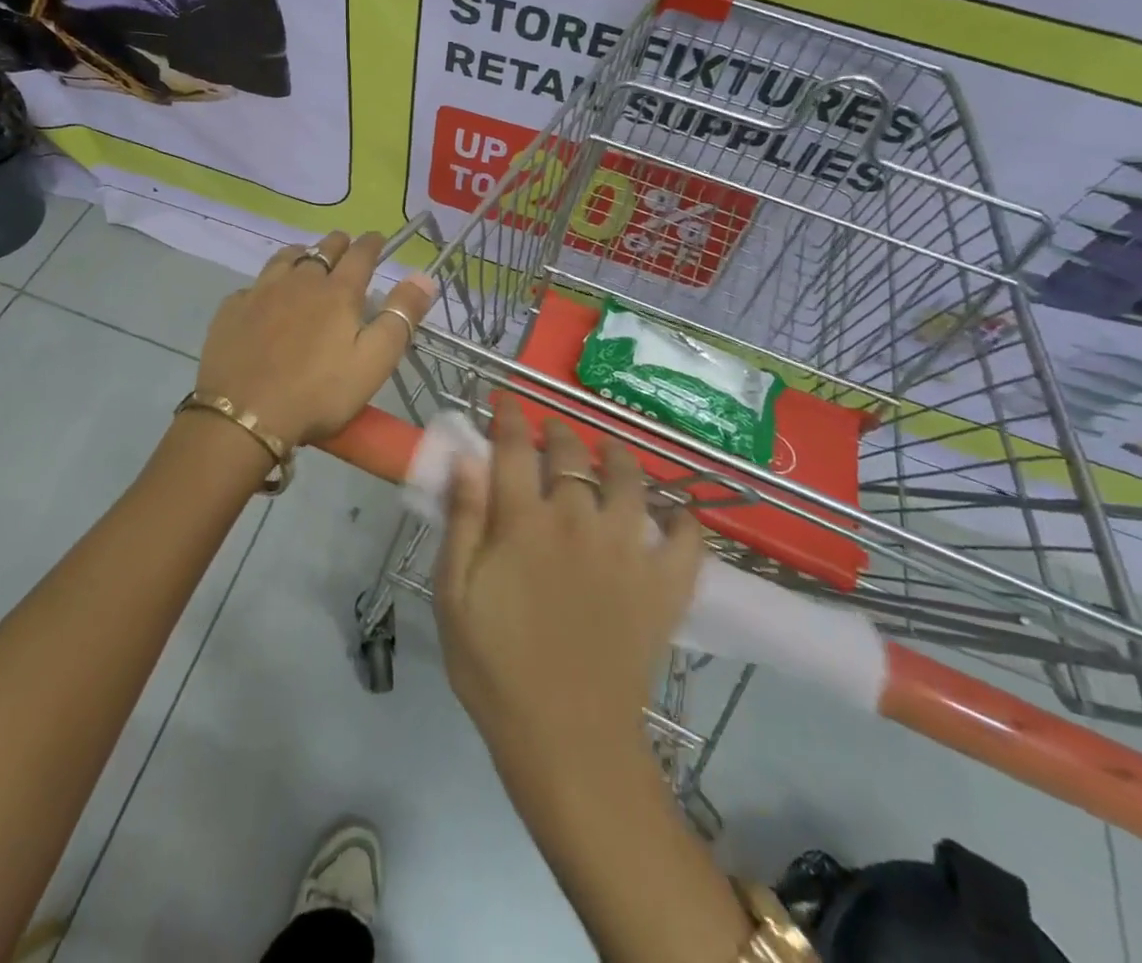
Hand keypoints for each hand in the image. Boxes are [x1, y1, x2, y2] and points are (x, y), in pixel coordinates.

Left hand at [194, 231, 436, 447]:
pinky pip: (253, 285)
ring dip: (301, 254)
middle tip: (345, 245)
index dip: (373, 243)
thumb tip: (423, 275)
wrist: (244, 415)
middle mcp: (299, 281)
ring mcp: (261, 292)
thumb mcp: (374, 361)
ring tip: (305, 258)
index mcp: (338, 292)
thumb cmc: (319, 392)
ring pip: (284, 258)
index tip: (379, 238)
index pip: (360, 255)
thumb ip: (401, 317)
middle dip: (338, 244)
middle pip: (322, 249)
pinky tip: (265, 297)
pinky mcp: (232, 310)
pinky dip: (266, 284)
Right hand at [434, 401, 701, 778]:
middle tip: (552, 430)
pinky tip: (680, 515)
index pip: (513, 447)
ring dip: (619, 458)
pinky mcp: (663, 587)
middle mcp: (578, 521)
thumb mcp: (454, 594)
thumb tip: (466, 457)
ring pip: (630, 482)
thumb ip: (462, 520)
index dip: (508, 416)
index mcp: (524, 521)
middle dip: (559, 431)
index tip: (506, 399)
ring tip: (611, 451)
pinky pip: (687, 542)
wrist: (567, 741)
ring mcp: (628, 551)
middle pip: (572, 455)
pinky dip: (686, 522)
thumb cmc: (496, 667)